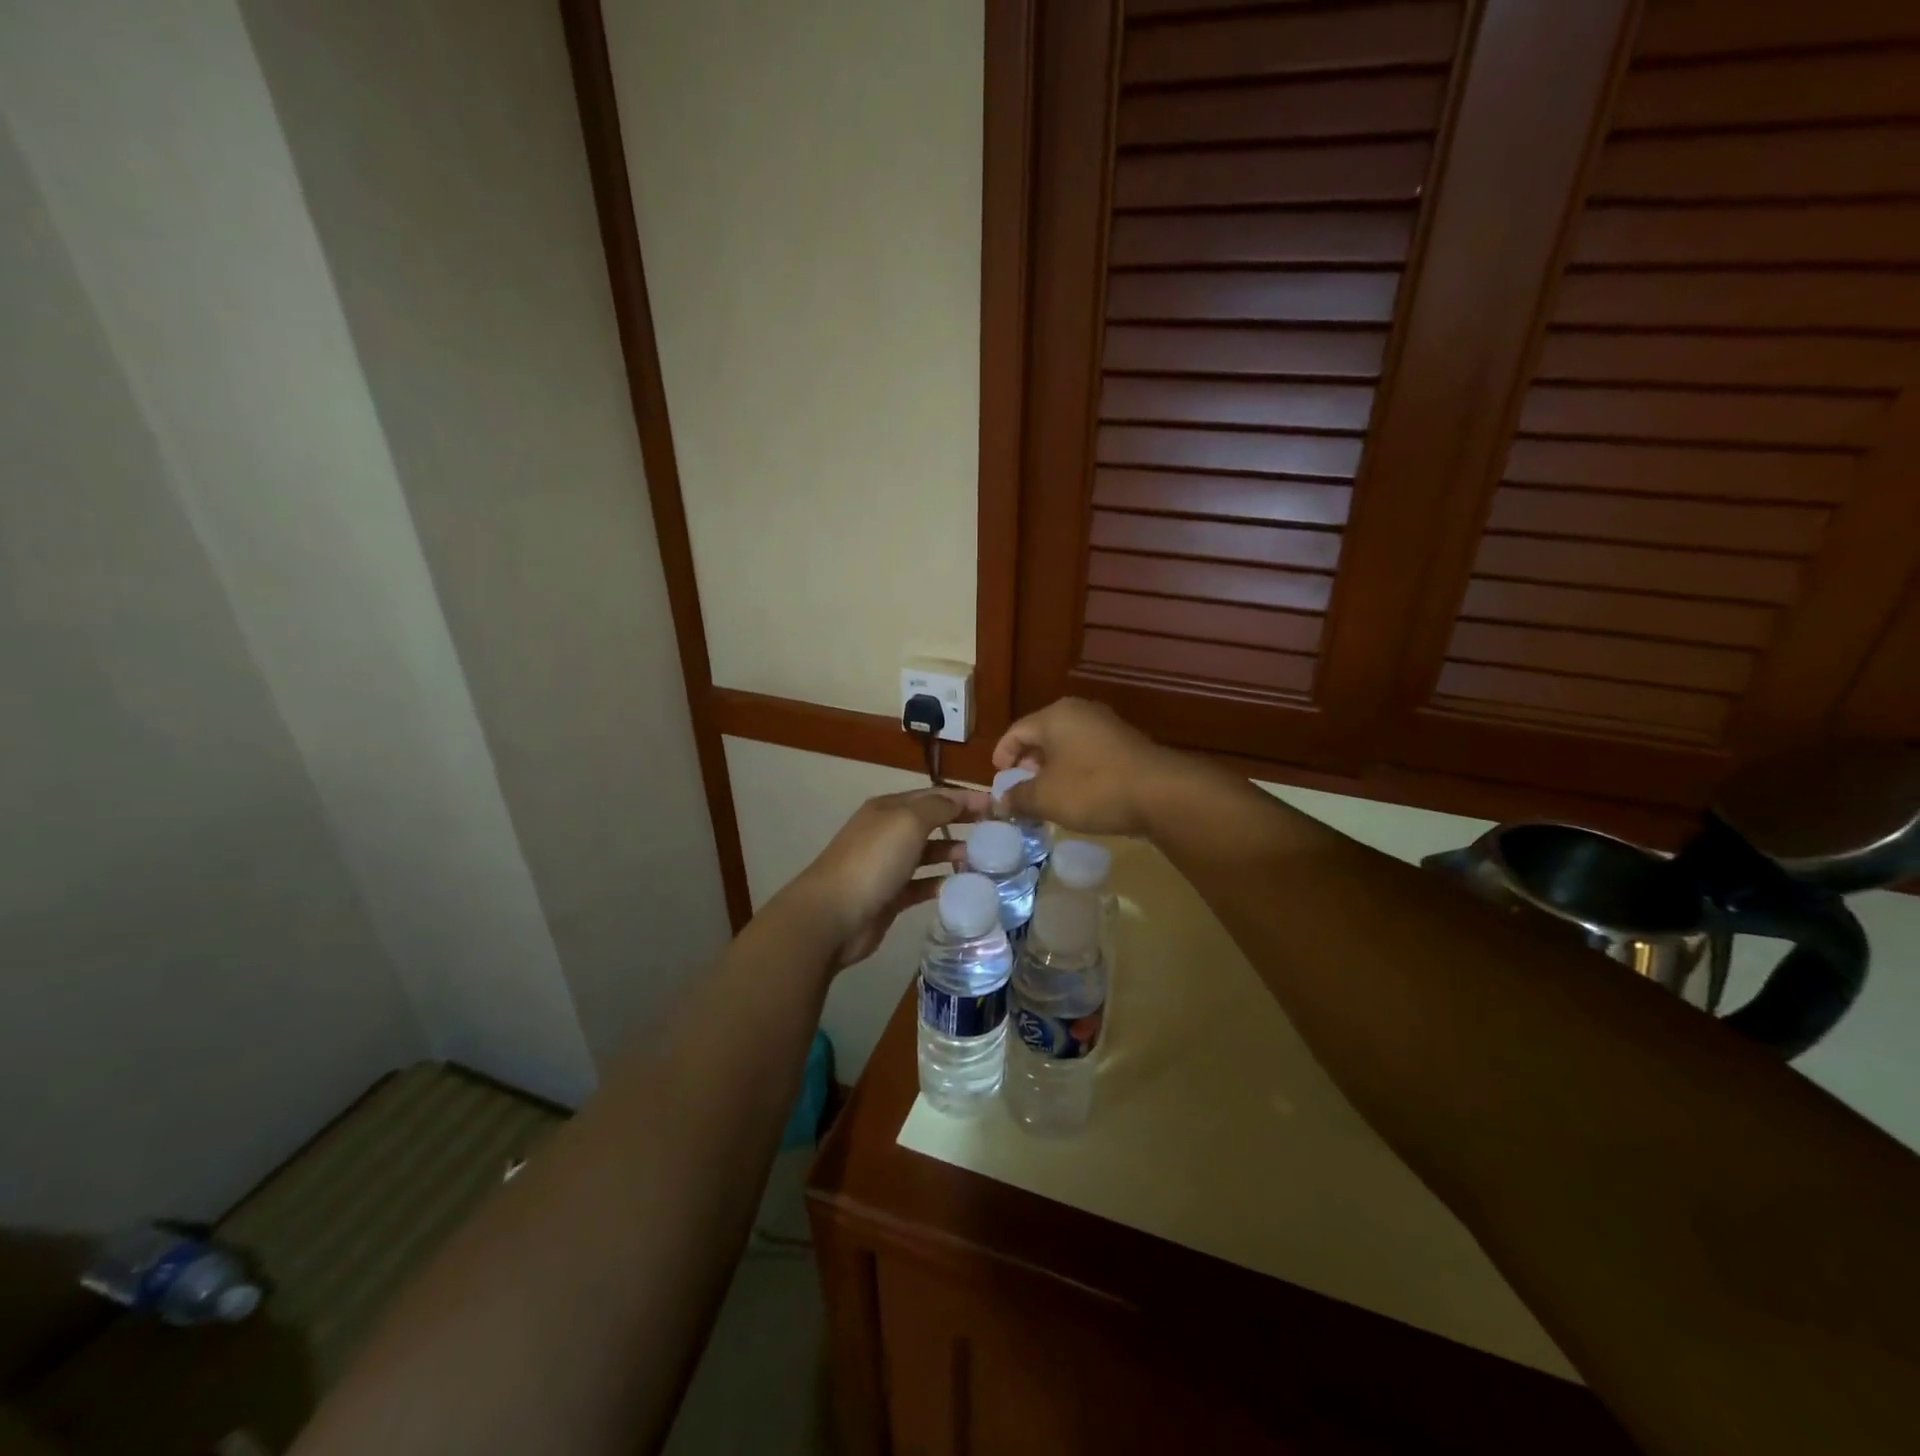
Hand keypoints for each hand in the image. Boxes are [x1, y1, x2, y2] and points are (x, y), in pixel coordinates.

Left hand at [786, 786, 987, 968]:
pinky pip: (924, 884)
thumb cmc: (873, 860)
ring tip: (985, 860)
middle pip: (933, 822)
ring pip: (929, 853)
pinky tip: (964, 886)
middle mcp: (889, 832)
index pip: (934, 795)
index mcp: (890, 808)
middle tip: (997, 832)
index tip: (997, 805)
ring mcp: (889, 865)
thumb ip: (938, 807)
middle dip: (962, 823)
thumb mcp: (908, 822)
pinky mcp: (892, 896)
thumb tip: (960, 799)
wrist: (833, 914)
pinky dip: (943, 882)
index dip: (964, 797)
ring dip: (955, 852)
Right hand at [992, 697, 1180, 836]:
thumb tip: (1002, 799)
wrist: (1160, 793)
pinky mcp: (1126, 743)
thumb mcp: (1046, 798)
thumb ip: (1018, 797)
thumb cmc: (1092, 789)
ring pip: (1067, 743)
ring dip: (1053, 767)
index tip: (999, 778)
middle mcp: (1080, 712)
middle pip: (1042, 734)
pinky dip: (1076, 769)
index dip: (1002, 754)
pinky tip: (1078, 793)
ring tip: (1048, 793)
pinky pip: (1089, 752)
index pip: (1016, 730)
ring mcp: (1107, 725)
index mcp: (1055, 716)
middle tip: (1022, 785)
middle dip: (1028, 761)